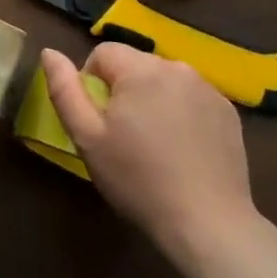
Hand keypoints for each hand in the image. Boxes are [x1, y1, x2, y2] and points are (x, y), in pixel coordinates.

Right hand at [42, 44, 257, 267]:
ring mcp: (207, 88)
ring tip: (155, 145)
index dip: (91, 83)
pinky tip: (183, 151)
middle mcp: (176, 67)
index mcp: (140, 69)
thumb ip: (64, 90)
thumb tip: (49, 53)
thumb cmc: (139, 180)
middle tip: (124, 137)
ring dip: (153, 100)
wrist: (208, 225)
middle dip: (124, 92)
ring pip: (163, 81)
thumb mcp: (88, 138)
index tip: (99, 122)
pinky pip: (191, 98)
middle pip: (135, 65)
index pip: (103, 53)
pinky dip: (181, 113)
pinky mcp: (227, 112)